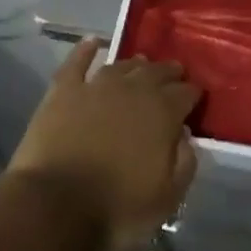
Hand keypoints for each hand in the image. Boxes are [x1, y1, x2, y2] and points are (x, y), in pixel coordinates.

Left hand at [7, 38, 200, 250]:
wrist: (54, 205)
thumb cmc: (116, 208)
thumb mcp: (167, 199)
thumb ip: (184, 163)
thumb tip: (186, 136)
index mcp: (162, 112)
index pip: (186, 93)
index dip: (193, 93)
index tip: (196, 97)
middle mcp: (133, 89)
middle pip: (156, 72)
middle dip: (169, 72)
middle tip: (174, 74)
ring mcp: (96, 86)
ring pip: (121, 66)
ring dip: (135, 64)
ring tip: (141, 64)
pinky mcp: (64, 90)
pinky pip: (77, 62)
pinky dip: (85, 50)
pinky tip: (92, 42)